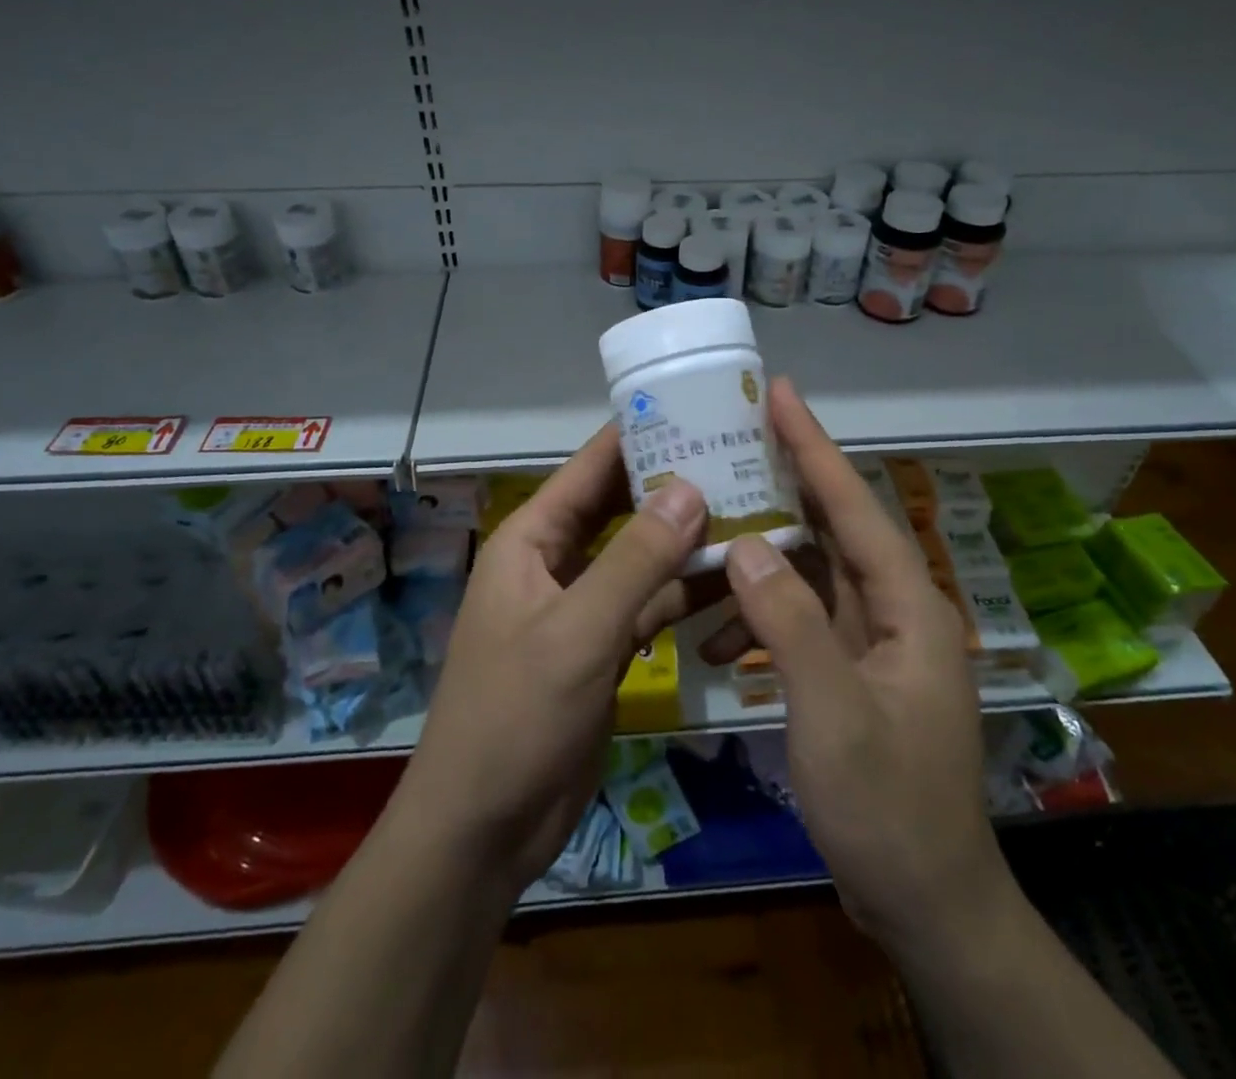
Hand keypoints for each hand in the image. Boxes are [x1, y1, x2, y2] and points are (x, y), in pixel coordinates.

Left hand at [386, 426, 713, 894]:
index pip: (590, 468)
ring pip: (641, 556)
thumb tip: (690, 486)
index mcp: (532, 540)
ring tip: (752, 508)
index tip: (696, 407)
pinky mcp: (605, 647)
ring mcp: (583, 606)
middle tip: (740, 457)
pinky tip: (733, 578)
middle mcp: (557, 562)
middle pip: (621, 507)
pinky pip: (650, 605)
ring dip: (686, 539)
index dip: (638, 434)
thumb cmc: (515, 716)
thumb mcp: (577, 631)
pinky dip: (684, 592)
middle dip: (673, 484)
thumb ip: (635, 559)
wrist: (484, 828)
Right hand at [719, 379, 1017, 950]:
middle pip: (833, 527)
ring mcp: (873, 640)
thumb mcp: (832, 713)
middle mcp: (895, 609)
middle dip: (784, 482)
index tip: (779, 394)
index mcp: (907, 605)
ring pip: (812, 572)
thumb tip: (745, 543)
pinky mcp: (851, 669)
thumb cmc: (888, 807)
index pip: (854, 506)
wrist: (927, 903)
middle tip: (732, 441)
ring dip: (761, 558)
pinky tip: (717, 633)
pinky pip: (801, 619)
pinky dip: (761, 616)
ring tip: (707, 533)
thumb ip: (789, 623)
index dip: (814, 447)